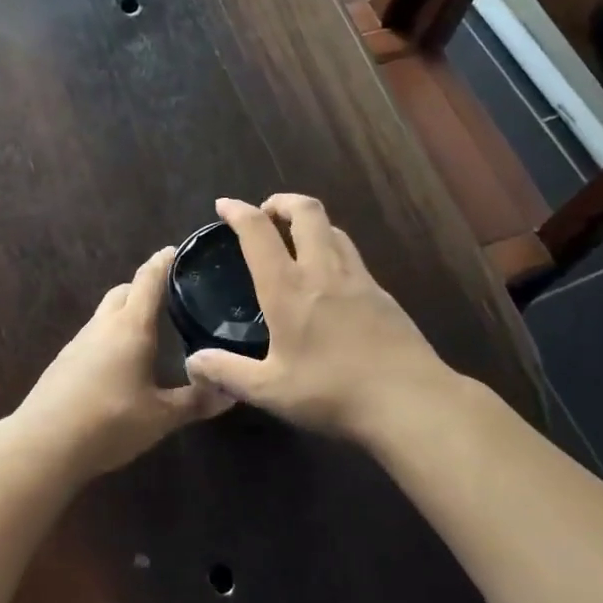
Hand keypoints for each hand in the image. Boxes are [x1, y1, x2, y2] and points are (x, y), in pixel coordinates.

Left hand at [13, 247, 231, 479]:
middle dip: (144, 287)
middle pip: (124, 291)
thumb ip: (197, 401)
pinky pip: (94, 336)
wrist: (43, 445)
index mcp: (131, 327)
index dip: (163, 262)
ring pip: (106, 313)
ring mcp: (79, 342)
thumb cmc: (109, 422)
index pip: (148, 280)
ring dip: (126, 312)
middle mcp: (103, 325)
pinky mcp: (64, 361)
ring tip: (149, 332)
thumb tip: (232, 390)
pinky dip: (111, 336)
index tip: (176, 250)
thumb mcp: (161, 417)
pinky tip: (120, 363)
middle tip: (169, 296)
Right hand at [185, 195, 458, 442]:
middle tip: (266, 213)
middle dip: (281, 202)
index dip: (239, 211)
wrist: (410, 400)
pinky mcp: (382, 293)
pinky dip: (333, 249)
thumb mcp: (270, 391)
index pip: (258, 232)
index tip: (224, 205)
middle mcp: (322, 271)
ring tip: (296, 241)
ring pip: (333, 229)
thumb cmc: (333, 392)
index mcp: (288, 288)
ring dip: (310, 223)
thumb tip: (192, 362)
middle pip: (306, 211)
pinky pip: (352, 255)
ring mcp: (358, 278)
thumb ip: (227, 372)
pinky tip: (330, 280)